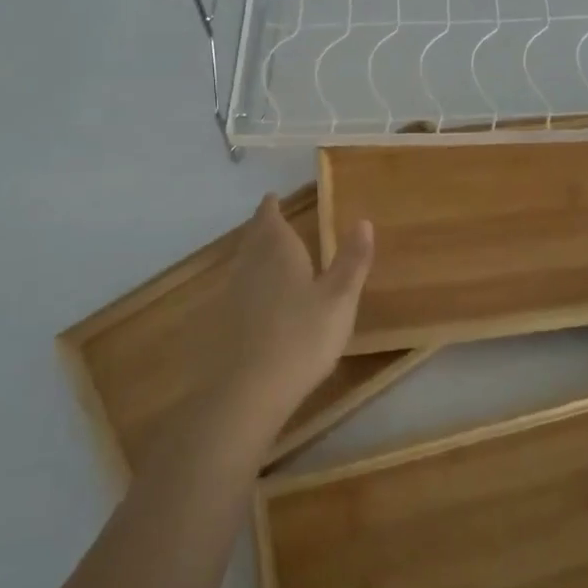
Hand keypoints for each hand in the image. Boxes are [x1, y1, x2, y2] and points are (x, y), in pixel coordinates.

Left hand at [208, 194, 374, 439]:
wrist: (249, 390)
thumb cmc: (302, 336)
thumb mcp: (339, 298)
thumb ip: (352, 260)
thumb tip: (363, 221)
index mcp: (278, 251)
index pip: (270, 219)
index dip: (271, 208)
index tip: (272, 198)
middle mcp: (250, 264)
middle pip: (253, 237)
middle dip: (262, 227)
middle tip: (270, 219)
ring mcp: (233, 294)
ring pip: (243, 262)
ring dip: (253, 252)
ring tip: (266, 251)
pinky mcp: (224, 323)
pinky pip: (238, 288)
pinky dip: (248, 282)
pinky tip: (257, 297)